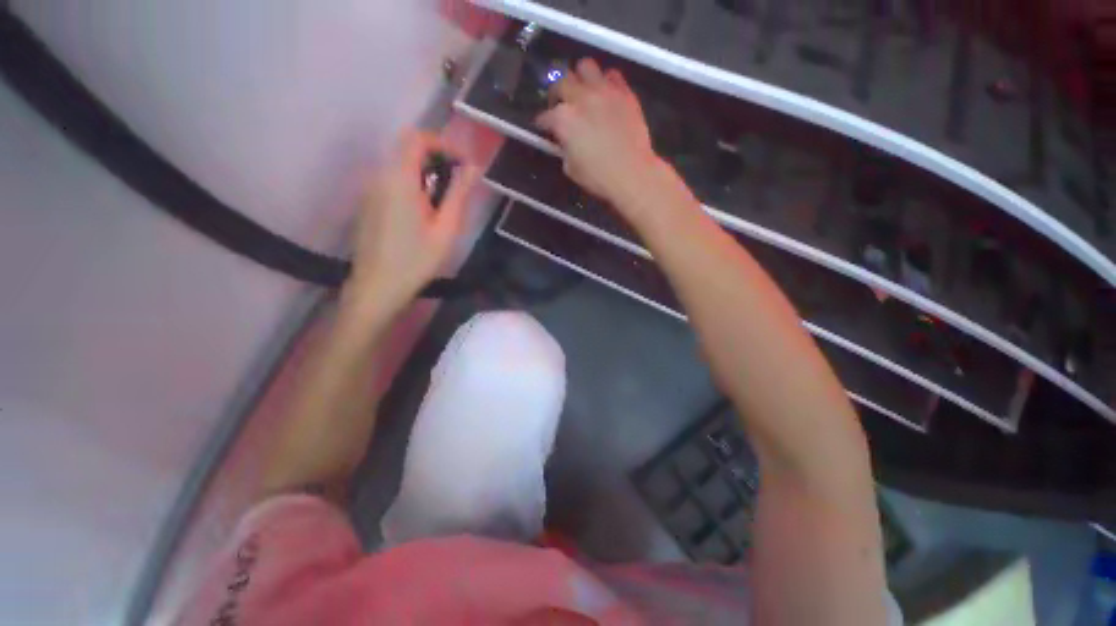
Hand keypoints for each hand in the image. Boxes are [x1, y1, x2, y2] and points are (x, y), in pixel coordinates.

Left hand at [346, 131, 477, 310]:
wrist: (378, 286)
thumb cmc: (417, 260)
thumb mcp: (446, 228)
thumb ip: (459, 194)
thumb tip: (474, 167)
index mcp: (399, 179)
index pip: (417, 138)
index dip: (444, 144)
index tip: (465, 164)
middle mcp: (380, 175)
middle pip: (407, 147)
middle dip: (437, 156)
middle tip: (459, 180)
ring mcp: (370, 188)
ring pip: (399, 162)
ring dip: (425, 170)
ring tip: (446, 197)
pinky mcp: (369, 201)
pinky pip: (392, 178)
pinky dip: (413, 181)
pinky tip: (425, 209)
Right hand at [536, 59, 663, 212]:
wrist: (632, 173)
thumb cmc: (598, 177)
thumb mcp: (570, 168)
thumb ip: (564, 148)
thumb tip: (565, 141)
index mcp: (563, 119)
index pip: (545, 116)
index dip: (542, 123)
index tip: (543, 127)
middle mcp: (580, 98)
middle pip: (561, 81)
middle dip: (557, 93)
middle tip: (561, 104)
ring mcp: (603, 91)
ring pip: (585, 66)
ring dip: (580, 77)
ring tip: (583, 91)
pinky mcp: (624, 92)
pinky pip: (612, 75)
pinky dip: (605, 82)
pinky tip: (605, 94)